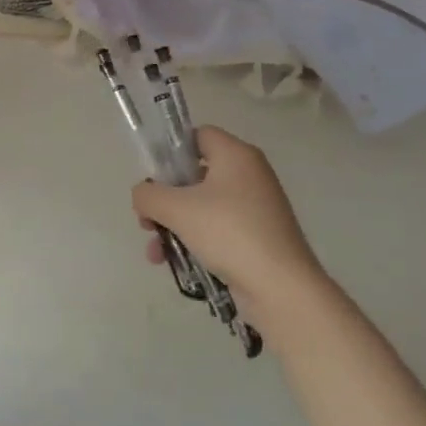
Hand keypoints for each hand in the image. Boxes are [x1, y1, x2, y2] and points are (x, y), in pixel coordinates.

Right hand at [131, 126, 325, 318]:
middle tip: (146, 220)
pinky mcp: (258, 236)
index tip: (152, 177)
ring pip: (202, 206)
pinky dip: (194, 240)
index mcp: (236, 155)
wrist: (282, 289)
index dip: (171, 151)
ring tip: (155, 251)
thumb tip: (143, 195)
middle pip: (195, 174)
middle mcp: (249, 175)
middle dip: (165, 198)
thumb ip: (148, 194)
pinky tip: (173, 263)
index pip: (197, 136)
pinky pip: (217, 229)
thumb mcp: (176, 209)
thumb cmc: (229, 233)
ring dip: (173, 225)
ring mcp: (256, 207)